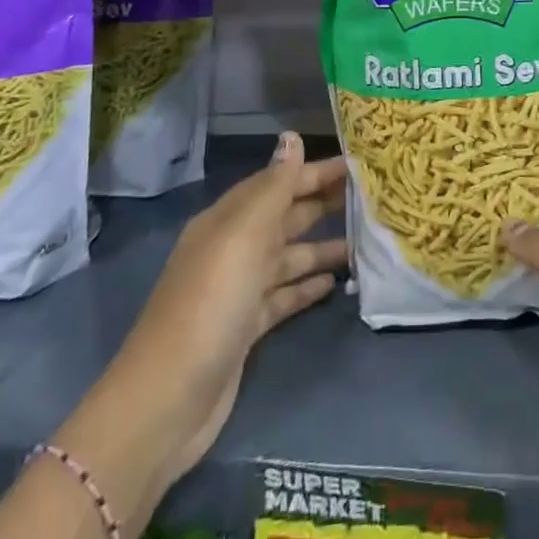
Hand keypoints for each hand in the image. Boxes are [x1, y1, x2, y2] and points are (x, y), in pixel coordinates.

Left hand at [118, 133, 346, 489]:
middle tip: (371, 197)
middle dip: (322, 203)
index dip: (314, 171)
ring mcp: (238, 291)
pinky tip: (336, 284)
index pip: (277, 183)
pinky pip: (284, 296)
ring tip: (366, 241)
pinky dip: (308, 287)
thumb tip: (292, 137)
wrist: (167, 401)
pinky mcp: (246, 328)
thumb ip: (274, 187)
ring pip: (288, 257)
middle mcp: (232, 249)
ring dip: (323, 247)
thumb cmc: (210, 304)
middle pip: (284, 217)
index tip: (357, 164)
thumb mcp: (243, 236)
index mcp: (227, 221)